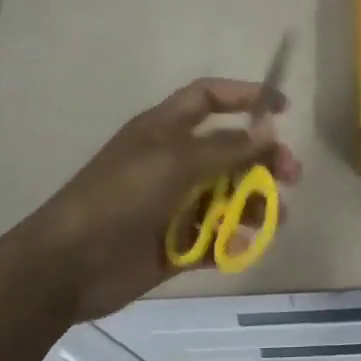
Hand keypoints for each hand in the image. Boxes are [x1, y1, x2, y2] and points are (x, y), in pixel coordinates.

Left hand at [1, 78, 301, 322]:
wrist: (68, 265)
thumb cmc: (120, 197)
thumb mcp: (174, 162)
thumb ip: (225, 149)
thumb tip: (268, 133)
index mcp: (165, 130)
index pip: (209, 98)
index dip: (245, 96)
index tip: (282, 109)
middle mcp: (173, 161)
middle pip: (230, 150)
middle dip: (264, 160)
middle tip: (291, 176)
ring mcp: (175, 203)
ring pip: (229, 196)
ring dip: (255, 203)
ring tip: (274, 217)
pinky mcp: (176, 242)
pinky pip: (215, 236)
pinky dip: (232, 240)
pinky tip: (241, 247)